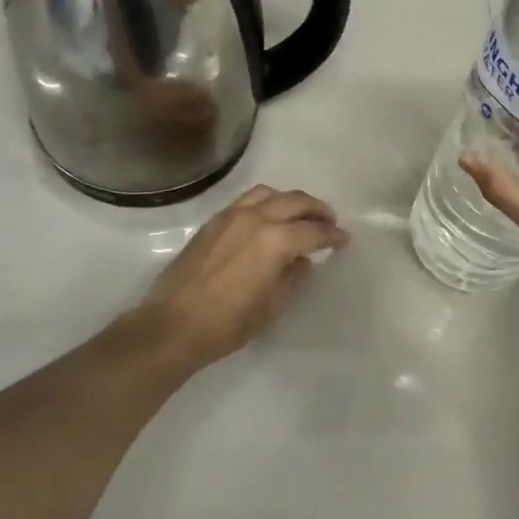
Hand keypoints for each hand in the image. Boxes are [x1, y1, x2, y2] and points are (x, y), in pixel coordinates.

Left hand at [137, 185, 348, 366]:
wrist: (174, 325)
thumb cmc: (228, 323)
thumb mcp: (272, 306)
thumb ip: (293, 277)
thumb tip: (302, 260)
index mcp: (275, 241)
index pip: (313, 231)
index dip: (333, 235)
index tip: (344, 239)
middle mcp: (255, 218)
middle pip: (294, 201)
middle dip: (317, 209)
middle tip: (330, 220)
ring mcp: (231, 216)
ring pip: (269, 193)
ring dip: (291, 200)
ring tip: (300, 214)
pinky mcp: (213, 222)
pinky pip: (247, 200)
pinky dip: (266, 201)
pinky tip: (269, 217)